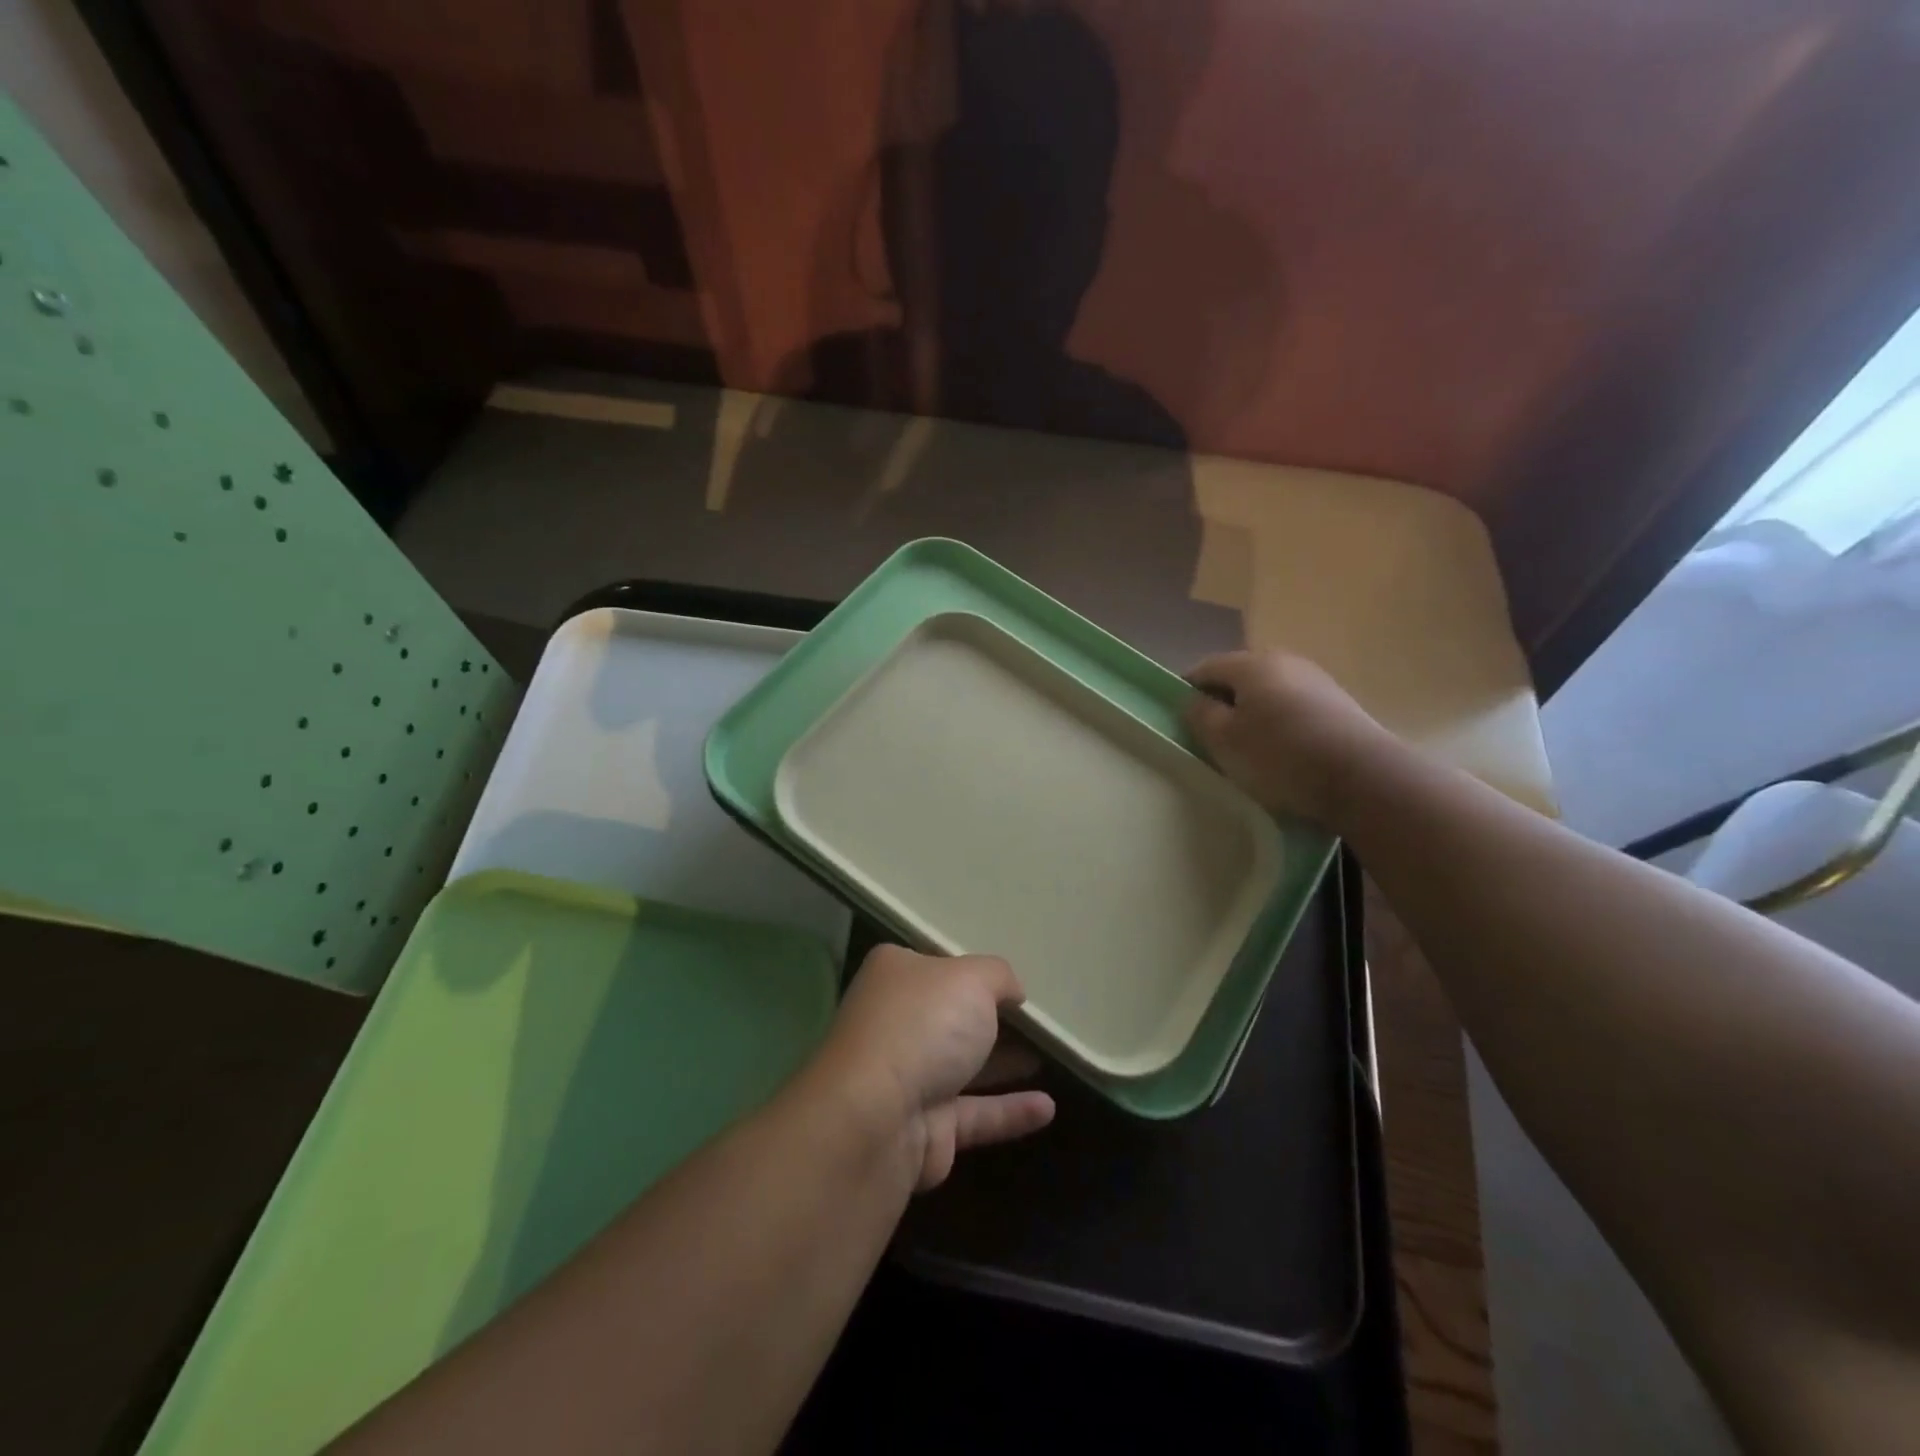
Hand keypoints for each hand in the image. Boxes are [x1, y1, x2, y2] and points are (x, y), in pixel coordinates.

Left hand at [818, 946, 1054, 1190]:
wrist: (876, 1118)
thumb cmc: (923, 1026)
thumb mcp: (972, 979)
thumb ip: (998, 976)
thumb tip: (1011, 991)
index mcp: (895, 975)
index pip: (936, 965)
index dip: (971, 970)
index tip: (1009, 980)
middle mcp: (895, 1022)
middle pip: (948, 1016)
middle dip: (989, 1018)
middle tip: (1036, 1019)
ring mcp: (906, 1078)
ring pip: (962, 1065)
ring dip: (1003, 1062)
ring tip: (1051, 1055)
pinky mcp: (924, 1129)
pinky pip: (975, 1114)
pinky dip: (1009, 1110)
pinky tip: (1047, 1108)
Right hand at [1184, 650, 1391, 824]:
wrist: (1363, 778)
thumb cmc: (1279, 756)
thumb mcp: (1223, 739)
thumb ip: (1199, 714)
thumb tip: (1194, 700)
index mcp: (1251, 663)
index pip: (1204, 668)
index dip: (1186, 691)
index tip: (1181, 722)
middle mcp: (1285, 661)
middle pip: (1239, 678)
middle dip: (1221, 703)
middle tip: (1212, 740)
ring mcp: (1316, 681)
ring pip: (1268, 693)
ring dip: (1252, 716)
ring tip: (1248, 751)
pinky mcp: (1339, 705)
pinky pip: (1293, 708)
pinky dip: (1279, 725)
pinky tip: (1282, 753)